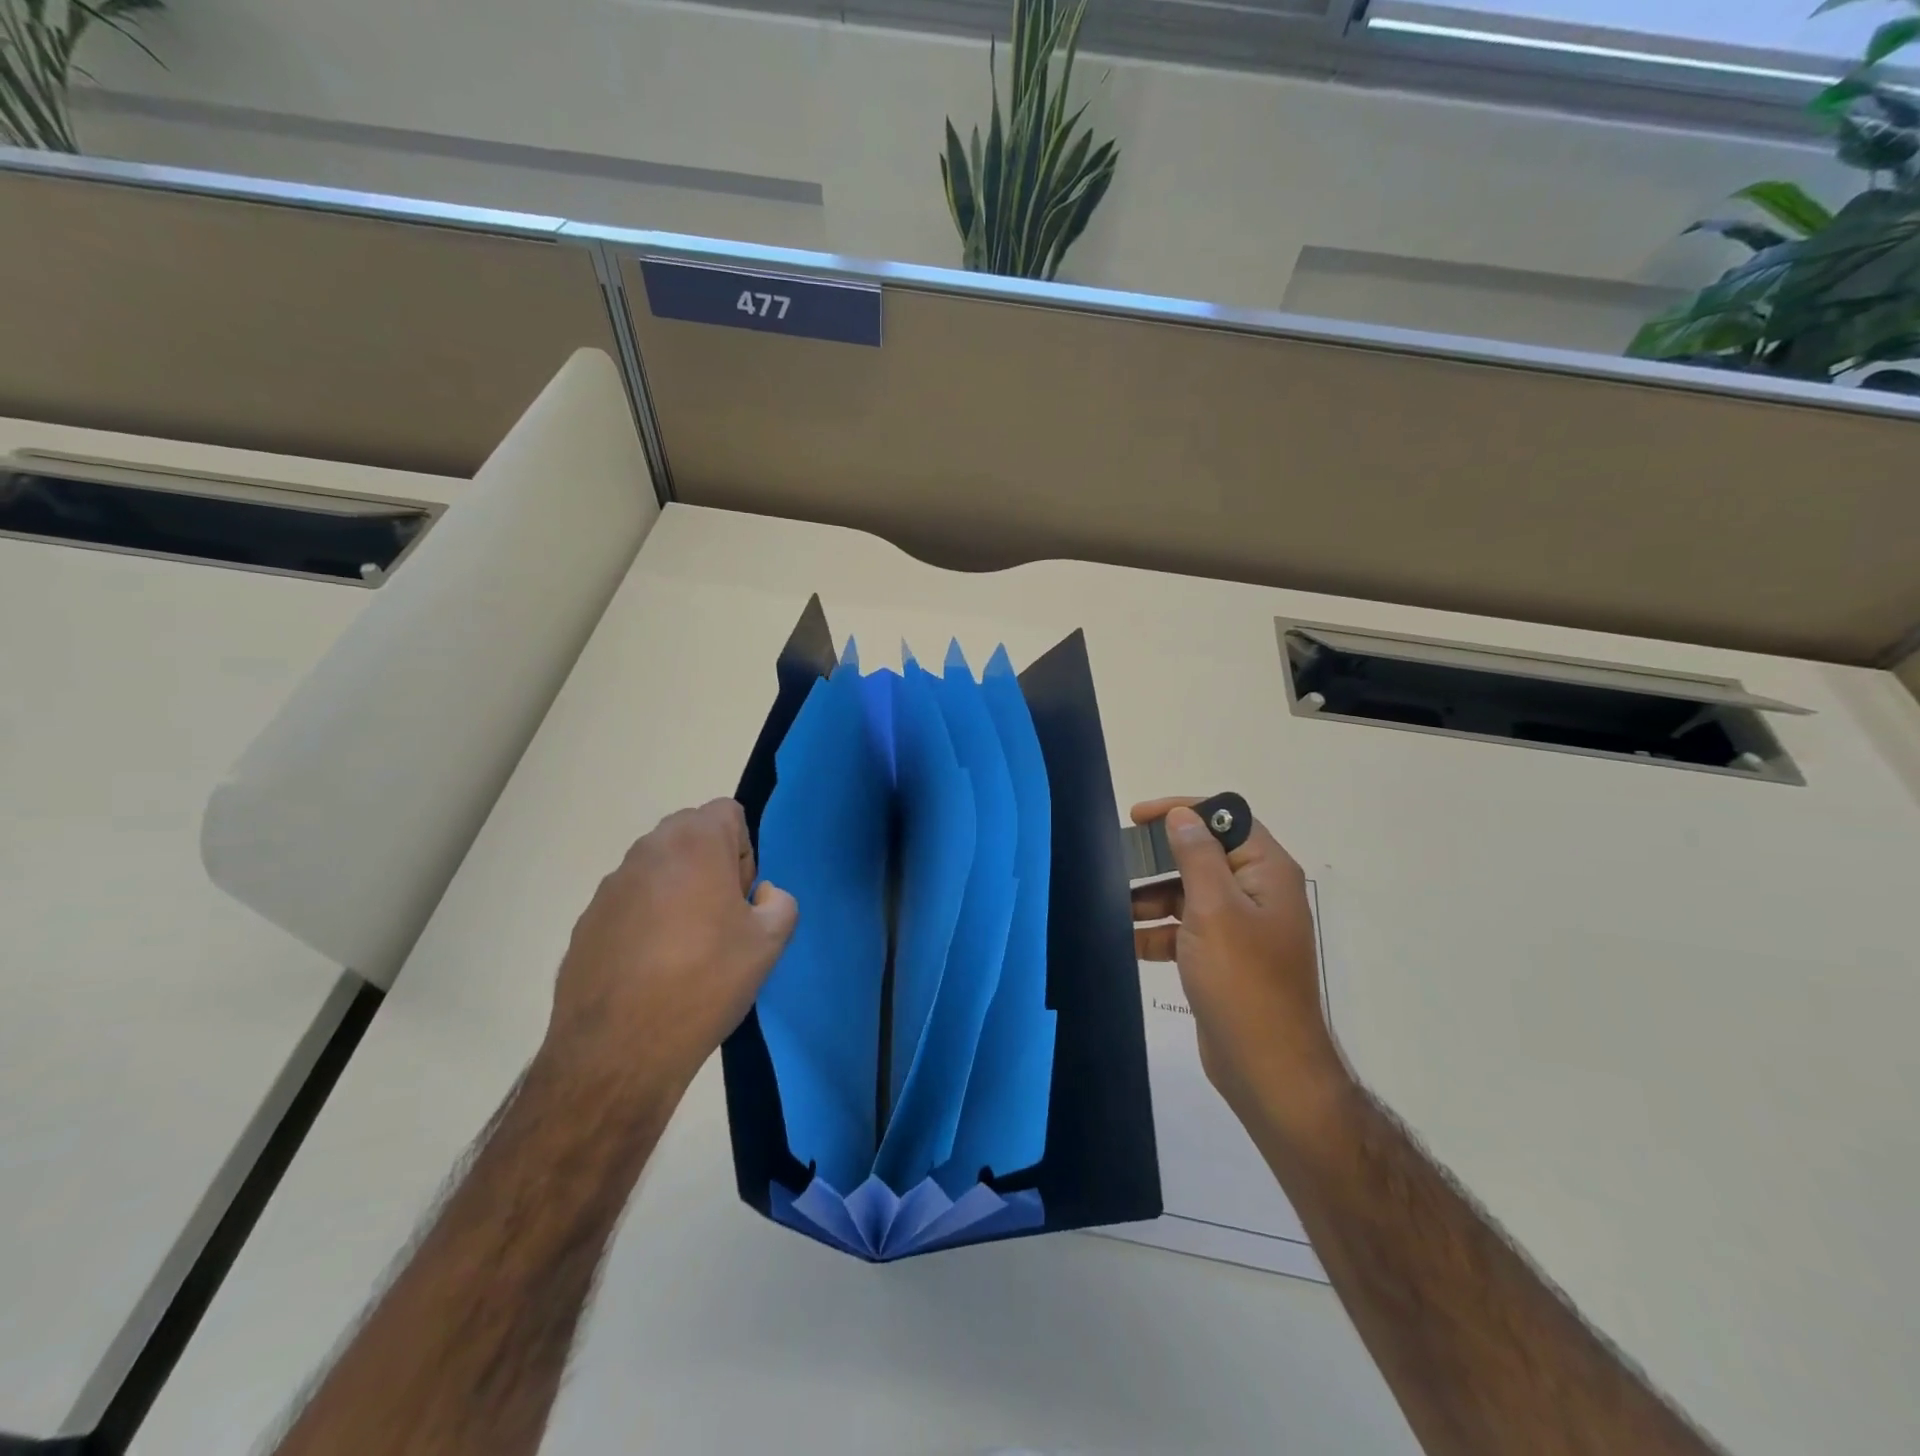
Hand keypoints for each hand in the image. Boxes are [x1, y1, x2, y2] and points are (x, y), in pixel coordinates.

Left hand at [542, 799, 797, 1103]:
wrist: (619, 1051)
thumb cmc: (704, 982)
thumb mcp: (769, 942)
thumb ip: (780, 901)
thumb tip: (759, 896)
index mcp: (694, 843)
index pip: (728, 813)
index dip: (744, 850)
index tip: (742, 895)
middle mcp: (647, 851)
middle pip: (690, 834)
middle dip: (712, 864)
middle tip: (721, 918)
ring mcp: (610, 886)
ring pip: (659, 869)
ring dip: (678, 891)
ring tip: (686, 948)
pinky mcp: (587, 921)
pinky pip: (630, 902)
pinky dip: (646, 920)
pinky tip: (652, 969)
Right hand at [1130, 797, 1348, 1133]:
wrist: (1266, 1068)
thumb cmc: (1242, 980)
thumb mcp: (1214, 909)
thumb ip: (1197, 856)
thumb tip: (1183, 816)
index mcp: (1266, 873)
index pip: (1227, 819)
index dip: (1183, 811)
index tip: (1138, 817)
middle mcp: (1257, 893)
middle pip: (1203, 856)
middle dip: (1159, 859)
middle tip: (1117, 862)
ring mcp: (1241, 928)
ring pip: (1189, 894)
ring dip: (1152, 897)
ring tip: (1114, 906)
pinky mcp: (1224, 958)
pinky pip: (1186, 930)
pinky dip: (1158, 931)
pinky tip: (1128, 940)